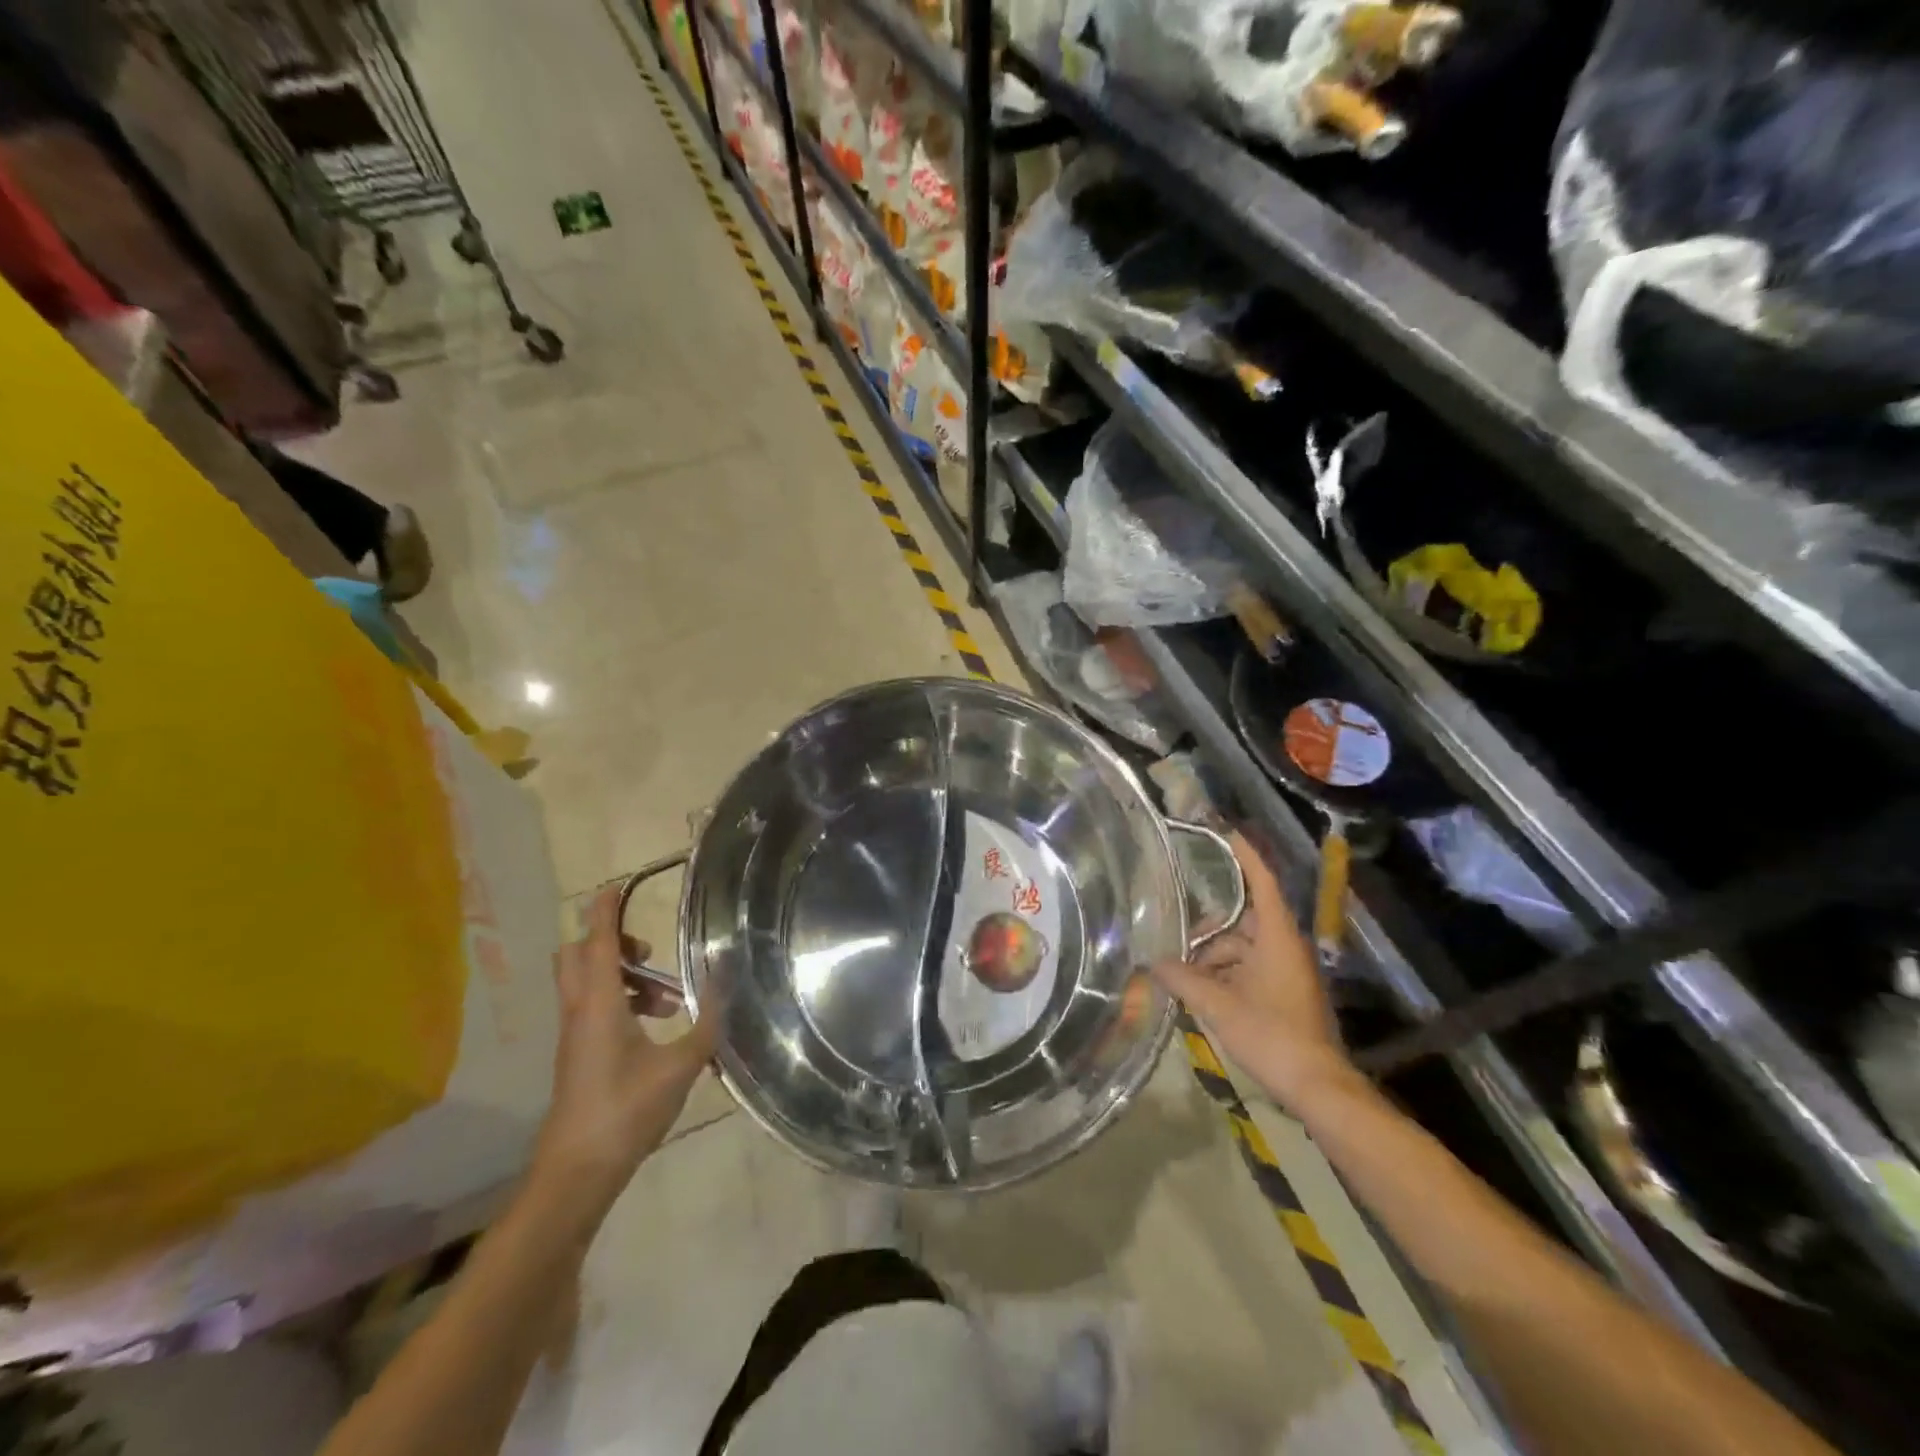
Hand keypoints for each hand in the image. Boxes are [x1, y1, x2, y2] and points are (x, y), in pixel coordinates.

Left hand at [530, 884, 719, 1217]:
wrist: (576, 1173)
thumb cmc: (626, 1111)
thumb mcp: (680, 1065)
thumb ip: (706, 1022)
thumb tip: (724, 983)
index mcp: (599, 1005)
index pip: (599, 943)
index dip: (605, 912)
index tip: (612, 886)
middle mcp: (580, 1012)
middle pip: (579, 957)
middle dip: (612, 943)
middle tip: (649, 953)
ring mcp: (574, 1036)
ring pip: (587, 984)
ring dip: (623, 977)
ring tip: (668, 1000)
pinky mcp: (577, 1056)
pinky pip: (592, 1008)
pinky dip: (619, 1002)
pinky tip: (655, 1029)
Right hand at [1152, 832, 1351, 1111]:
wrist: (1317, 1087)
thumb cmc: (1271, 1035)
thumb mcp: (1218, 1006)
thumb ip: (1183, 980)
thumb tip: (1152, 962)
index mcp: (1277, 938)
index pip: (1262, 883)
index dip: (1245, 857)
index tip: (1226, 833)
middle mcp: (1286, 947)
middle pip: (1244, 921)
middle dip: (1210, 929)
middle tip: (1176, 935)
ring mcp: (1289, 972)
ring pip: (1245, 950)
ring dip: (1214, 959)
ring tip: (1183, 976)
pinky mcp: (1288, 994)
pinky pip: (1251, 970)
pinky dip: (1227, 976)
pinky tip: (1201, 994)